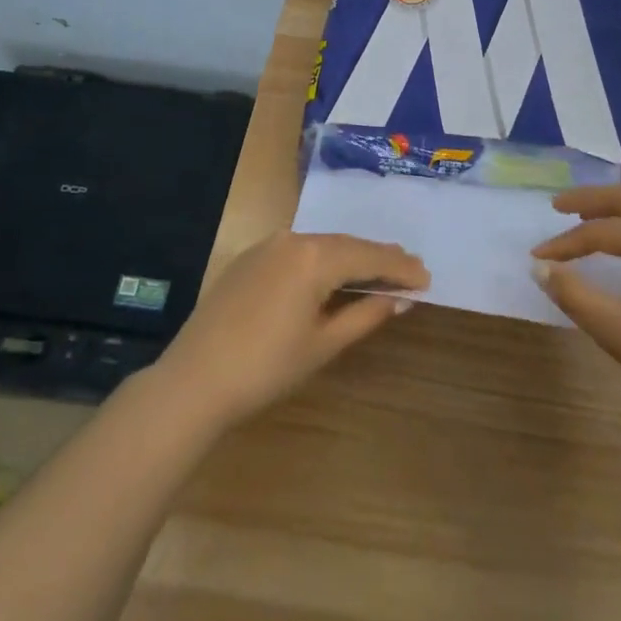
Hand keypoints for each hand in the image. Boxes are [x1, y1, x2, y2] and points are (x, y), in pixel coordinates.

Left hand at [153, 232, 428, 429]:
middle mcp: (294, 239)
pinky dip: (323, 259)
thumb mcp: (323, 344)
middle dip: (380, 257)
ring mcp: (268, 245)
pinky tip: (333, 272)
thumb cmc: (266, 368)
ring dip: (352, 256)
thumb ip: (366, 315)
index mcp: (315, 257)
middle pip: (348, 244)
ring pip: (323, 245)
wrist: (193, 381)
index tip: (427, 277)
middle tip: (411, 268)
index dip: (400, 268)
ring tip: (379, 267)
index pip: (370, 257)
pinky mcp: (250, 258)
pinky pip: (299, 250)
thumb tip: (401, 298)